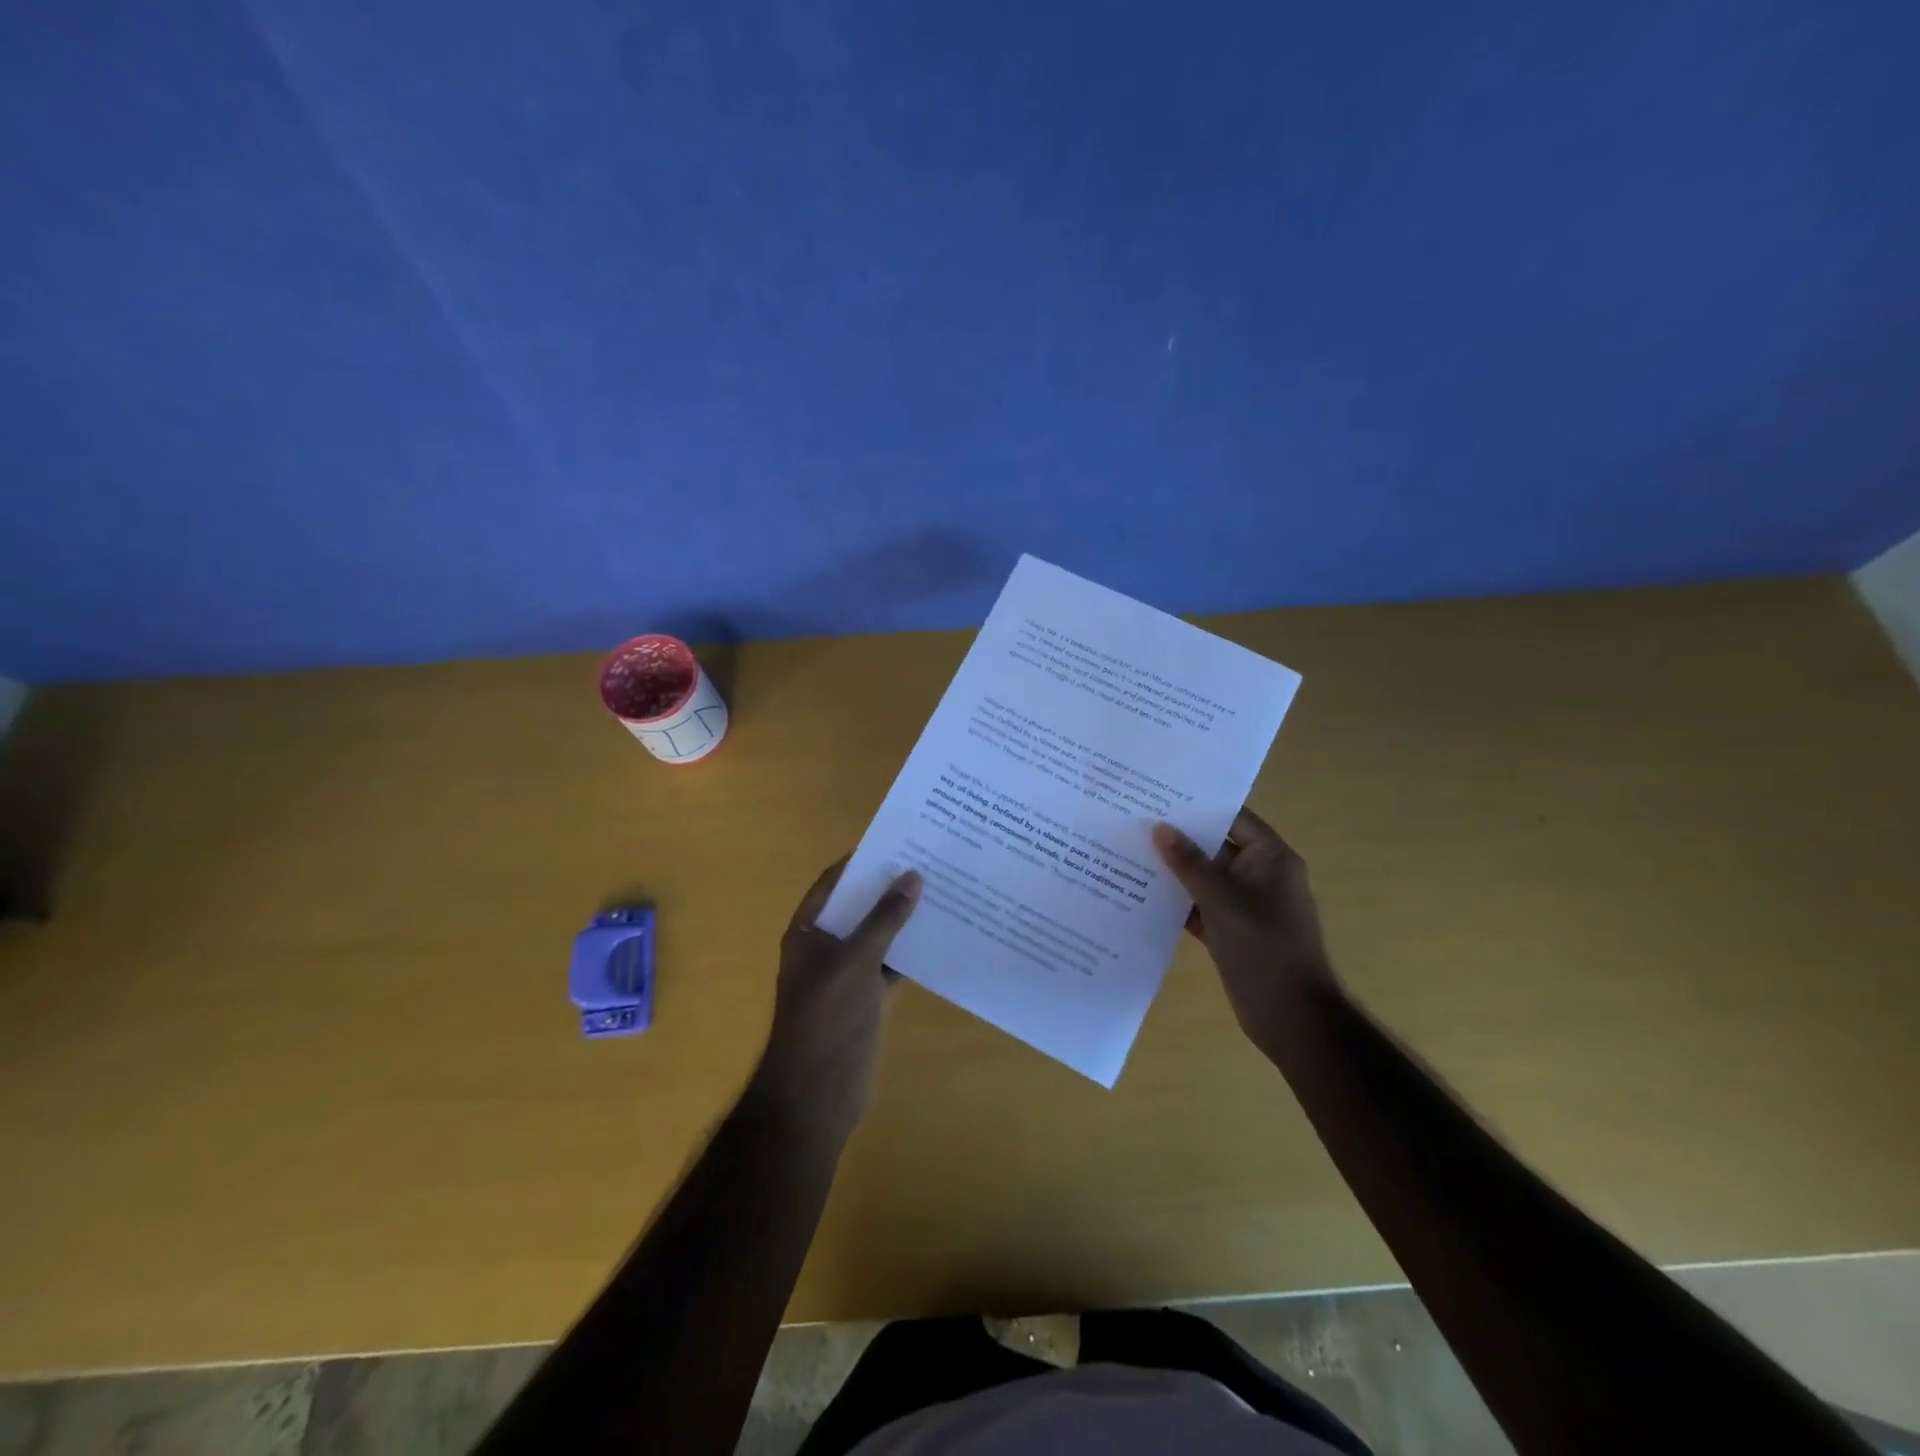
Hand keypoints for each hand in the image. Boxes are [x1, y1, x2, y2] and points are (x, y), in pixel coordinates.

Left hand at [749, 860, 921, 1143]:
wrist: (817, 1093)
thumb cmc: (826, 1017)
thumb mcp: (856, 960)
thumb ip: (885, 919)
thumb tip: (913, 876)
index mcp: (809, 931)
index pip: (834, 884)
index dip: (862, 862)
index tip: (897, 842)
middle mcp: (826, 947)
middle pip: (859, 908)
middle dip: (889, 889)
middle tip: (930, 862)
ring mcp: (847, 974)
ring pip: (879, 937)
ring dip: (904, 921)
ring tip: (943, 892)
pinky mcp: (868, 999)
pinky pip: (892, 966)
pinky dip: (912, 953)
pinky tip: (942, 938)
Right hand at [1151, 807, 1336, 1056]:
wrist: (1290, 1015)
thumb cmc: (1263, 947)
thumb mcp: (1222, 899)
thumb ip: (1188, 862)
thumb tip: (1159, 828)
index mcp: (1270, 858)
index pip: (1233, 818)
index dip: (1199, 807)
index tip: (1159, 796)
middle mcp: (1260, 875)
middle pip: (1216, 847)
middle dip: (1179, 838)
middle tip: (1135, 821)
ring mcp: (1245, 905)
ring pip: (1205, 878)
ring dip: (1174, 872)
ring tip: (1129, 853)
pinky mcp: (1231, 931)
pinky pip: (1200, 906)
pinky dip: (1177, 902)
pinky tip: (1140, 895)